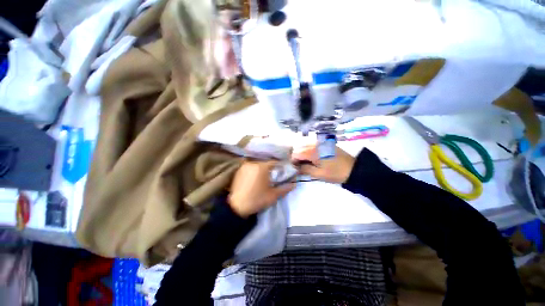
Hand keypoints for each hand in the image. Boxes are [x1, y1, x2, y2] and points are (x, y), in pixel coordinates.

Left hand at [229, 161, 294, 217]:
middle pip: (266, 163)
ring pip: (257, 165)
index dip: (280, 167)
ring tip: (264, 178)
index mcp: (262, 167)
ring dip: (262, 169)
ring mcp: (244, 166)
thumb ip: (285, 188)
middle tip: (273, 177)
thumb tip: (294, 184)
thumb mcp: (273, 196)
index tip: (282, 172)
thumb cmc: (256, 200)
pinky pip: (250, 167)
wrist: (236, 207)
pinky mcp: (239, 170)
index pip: (275, 162)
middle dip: (271, 168)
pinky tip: (255, 178)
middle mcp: (253, 163)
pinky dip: (254, 170)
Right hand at [292, 145, 354, 183]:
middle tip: (301, 166)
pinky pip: (312, 144)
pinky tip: (313, 157)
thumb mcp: (319, 174)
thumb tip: (297, 167)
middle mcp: (315, 144)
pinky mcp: (325, 143)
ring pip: (305, 145)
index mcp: (313, 151)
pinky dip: (308, 149)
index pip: (296, 153)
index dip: (293, 161)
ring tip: (307, 162)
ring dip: (302, 152)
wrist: (353, 169)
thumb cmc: (335, 173)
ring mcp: (321, 142)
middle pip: (299, 148)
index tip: (296, 168)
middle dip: (297, 156)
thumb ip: (305, 169)